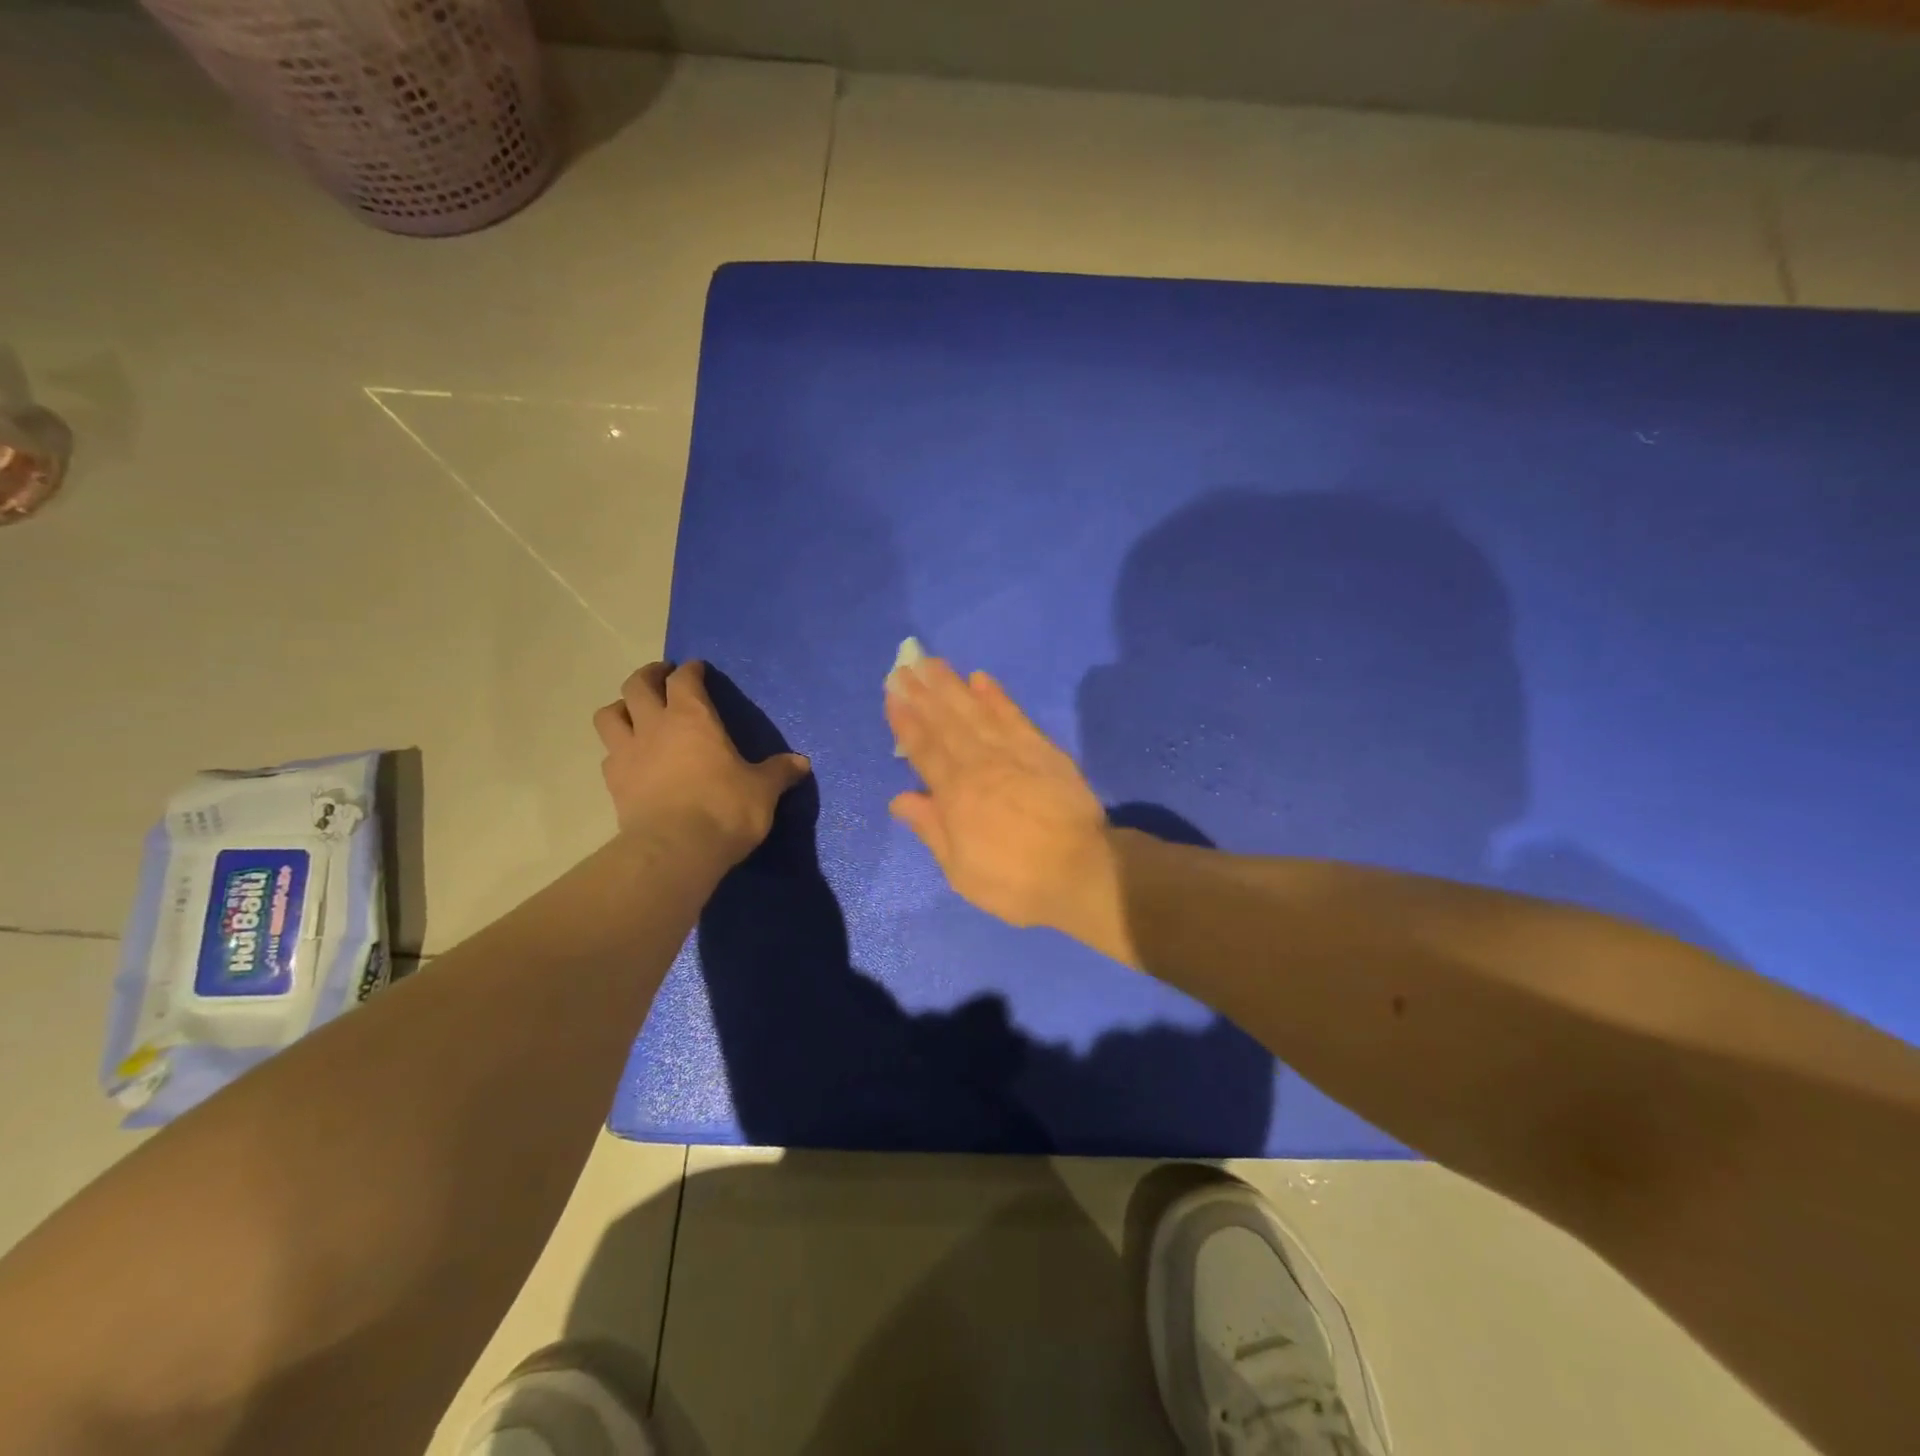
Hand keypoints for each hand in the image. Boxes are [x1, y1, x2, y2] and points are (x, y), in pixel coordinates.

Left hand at [594, 661, 810, 864]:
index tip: (698, 669)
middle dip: (649, 675)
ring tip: (634, 713)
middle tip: (661, 677)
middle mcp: (654, 726)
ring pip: (609, 714)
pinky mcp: (614, 784)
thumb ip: (779, 772)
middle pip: (637, 685)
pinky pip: (609, 755)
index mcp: (693, 718)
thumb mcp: (762, 790)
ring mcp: (628, 754)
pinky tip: (631, 759)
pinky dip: (618, 750)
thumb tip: (801, 763)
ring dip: (621, 707)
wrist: (675, 850)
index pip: (685, 680)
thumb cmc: (724, 809)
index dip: (691, 670)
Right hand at [886, 656, 1119, 943]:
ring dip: (951, 686)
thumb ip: (930, 828)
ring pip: (975, 711)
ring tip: (932, 662)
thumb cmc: (1015, 880)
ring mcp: (1013, 752)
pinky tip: (981, 679)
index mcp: (955, 794)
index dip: (905, 721)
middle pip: (945, 722)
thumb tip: (899, 798)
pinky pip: (1014, 715)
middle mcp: (979, 764)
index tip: (892, 694)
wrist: (1082, 871)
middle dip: (922, 693)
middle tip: (904, 666)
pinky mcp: (1043, 749)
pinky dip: (996, 696)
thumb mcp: (961, 870)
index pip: (924, 749)